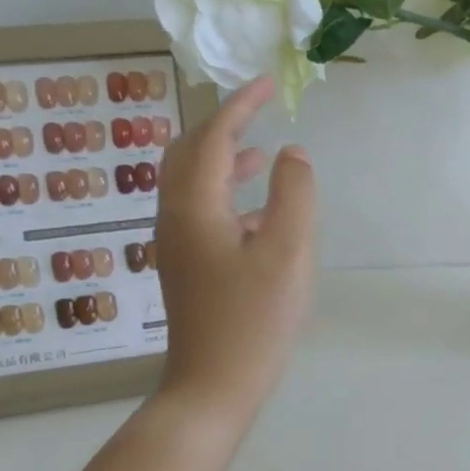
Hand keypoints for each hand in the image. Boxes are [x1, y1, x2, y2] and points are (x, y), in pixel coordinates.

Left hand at [153, 76, 315, 426]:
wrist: (213, 386)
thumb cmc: (254, 318)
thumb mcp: (288, 250)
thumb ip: (294, 193)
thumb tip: (292, 153)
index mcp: (195, 206)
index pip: (214, 138)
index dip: (240, 106)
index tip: (267, 84)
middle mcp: (175, 217)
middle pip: (189, 153)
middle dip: (222, 125)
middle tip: (257, 110)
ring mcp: (177, 243)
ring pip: (192, 182)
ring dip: (224, 159)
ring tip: (263, 153)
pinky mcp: (187, 265)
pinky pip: (200, 209)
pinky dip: (227, 192)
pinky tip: (260, 211)